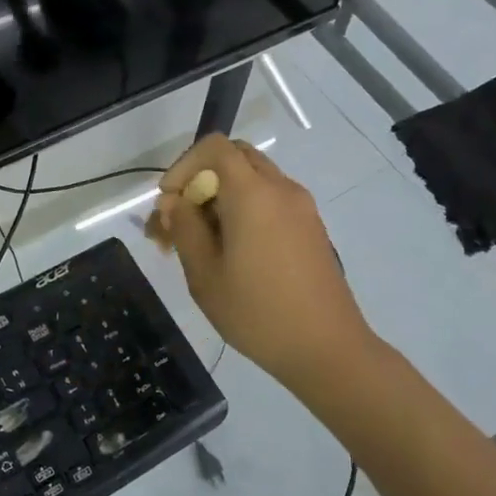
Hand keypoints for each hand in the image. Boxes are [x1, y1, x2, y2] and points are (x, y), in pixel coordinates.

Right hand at [149, 134, 373, 391]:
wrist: (326, 348)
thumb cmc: (257, 312)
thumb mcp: (205, 274)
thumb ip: (184, 228)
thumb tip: (174, 202)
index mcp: (253, 193)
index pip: (215, 147)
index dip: (184, 165)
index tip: (169, 202)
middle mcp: (281, 188)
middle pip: (234, 159)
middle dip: (200, 182)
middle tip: (179, 222)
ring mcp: (301, 207)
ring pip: (252, 181)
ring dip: (221, 198)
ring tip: (198, 244)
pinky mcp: (311, 227)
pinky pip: (270, 201)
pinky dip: (244, 210)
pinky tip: (231, 252)